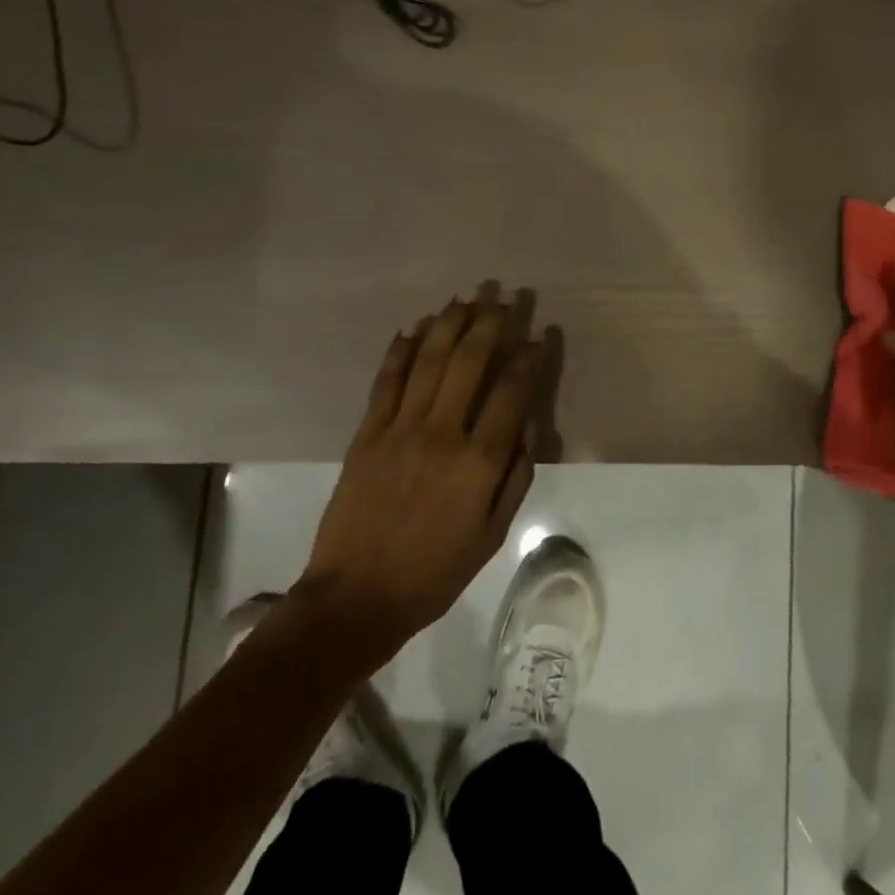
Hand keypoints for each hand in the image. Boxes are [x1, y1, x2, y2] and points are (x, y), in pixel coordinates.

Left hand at [295, 283, 551, 668]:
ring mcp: (399, 429)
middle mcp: (441, 434)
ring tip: (466, 296)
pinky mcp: (367, 434)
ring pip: (429, 362)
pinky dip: (401, 350)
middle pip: (469, 363)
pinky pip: (387, 381)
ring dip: (449, 324)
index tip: (538, 334)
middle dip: (490, 324)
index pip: (511, 392)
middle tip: (504, 297)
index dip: (528, 359)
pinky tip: (415, 327)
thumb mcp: (493, 534)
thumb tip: (524, 429)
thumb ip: (514, 477)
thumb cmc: (435, 571)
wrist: (356, 597)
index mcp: (478, 462)